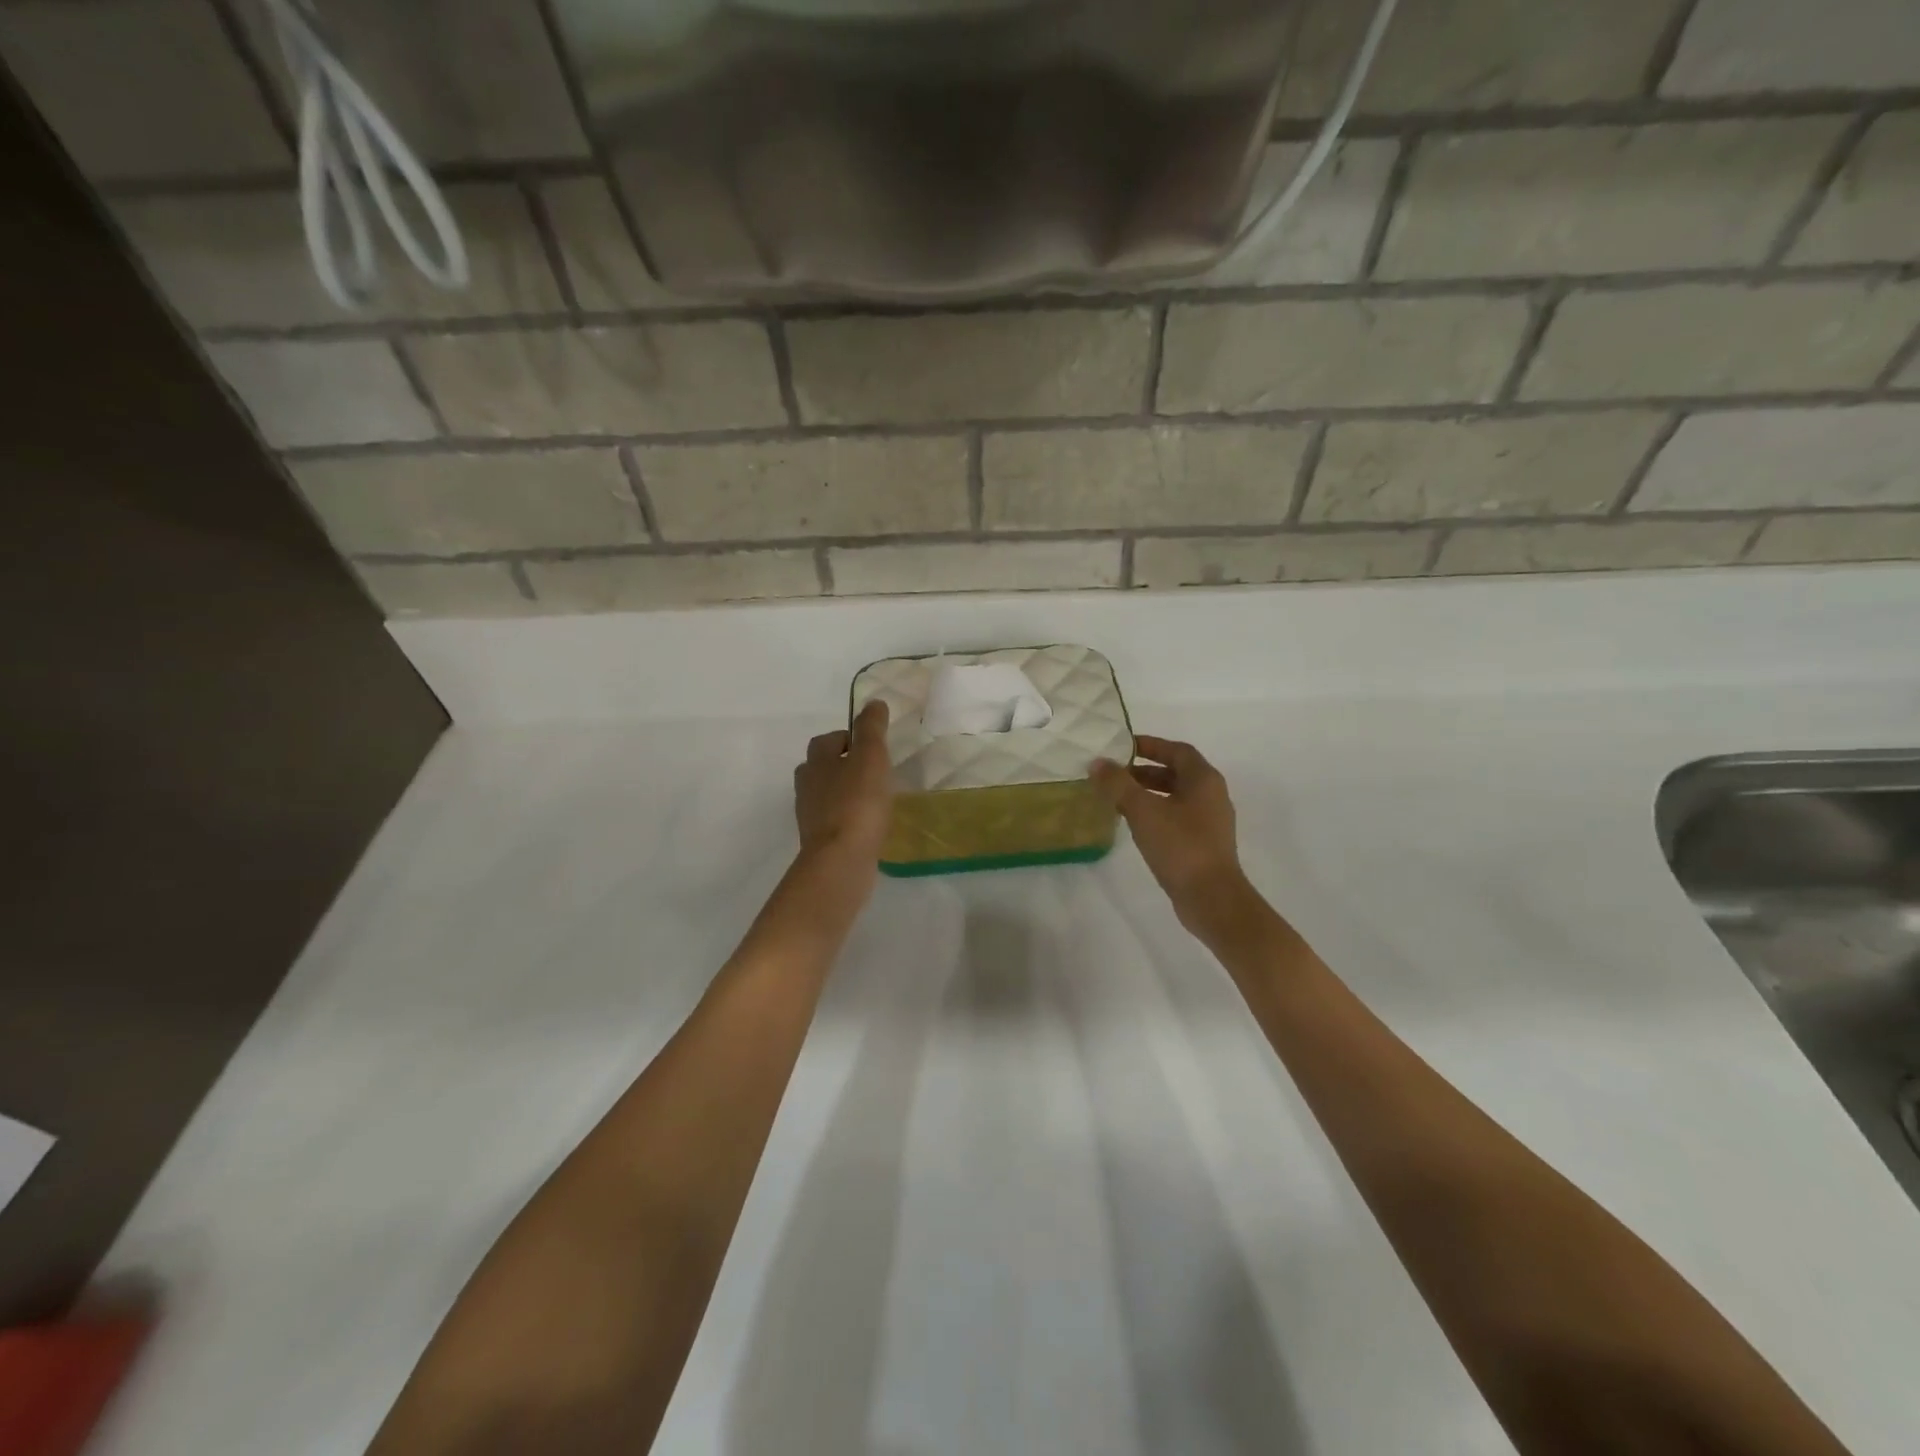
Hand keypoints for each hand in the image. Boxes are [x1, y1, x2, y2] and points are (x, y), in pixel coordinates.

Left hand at [795, 700, 893, 864]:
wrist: (840, 861)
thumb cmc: (857, 803)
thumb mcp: (870, 758)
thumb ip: (871, 729)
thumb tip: (874, 702)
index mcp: (816, 762)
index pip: (827, 740)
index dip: (848, 738)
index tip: (871, 746)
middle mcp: (807, 786)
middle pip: (821, 767)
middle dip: (842, 765)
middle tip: (872, 770)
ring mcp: (810, 816)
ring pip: (826, 794)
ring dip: (845, 792)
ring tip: (874, 797)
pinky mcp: (820, 841)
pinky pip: (834, 821)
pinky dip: (848, 817)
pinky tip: (868, 824)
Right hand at [1091, 736, 1254, 938]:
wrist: (1211, 898)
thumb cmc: (1180, 845)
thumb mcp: (1143, 810)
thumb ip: (1118, 784)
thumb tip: (1097, 763)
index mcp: (1204, 779)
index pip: (1177, 750)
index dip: (1151, 745)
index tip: (1123, 746)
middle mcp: (1212, 795)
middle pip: (1177, 773)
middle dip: (1145, 770)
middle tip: (1115, 773)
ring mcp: (1210, 821)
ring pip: (1176, 796)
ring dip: (1149, 793)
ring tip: (1118, 798)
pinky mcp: (1204, 844)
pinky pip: (1177, 817)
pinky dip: (1156, 812)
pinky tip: (1135, 824)